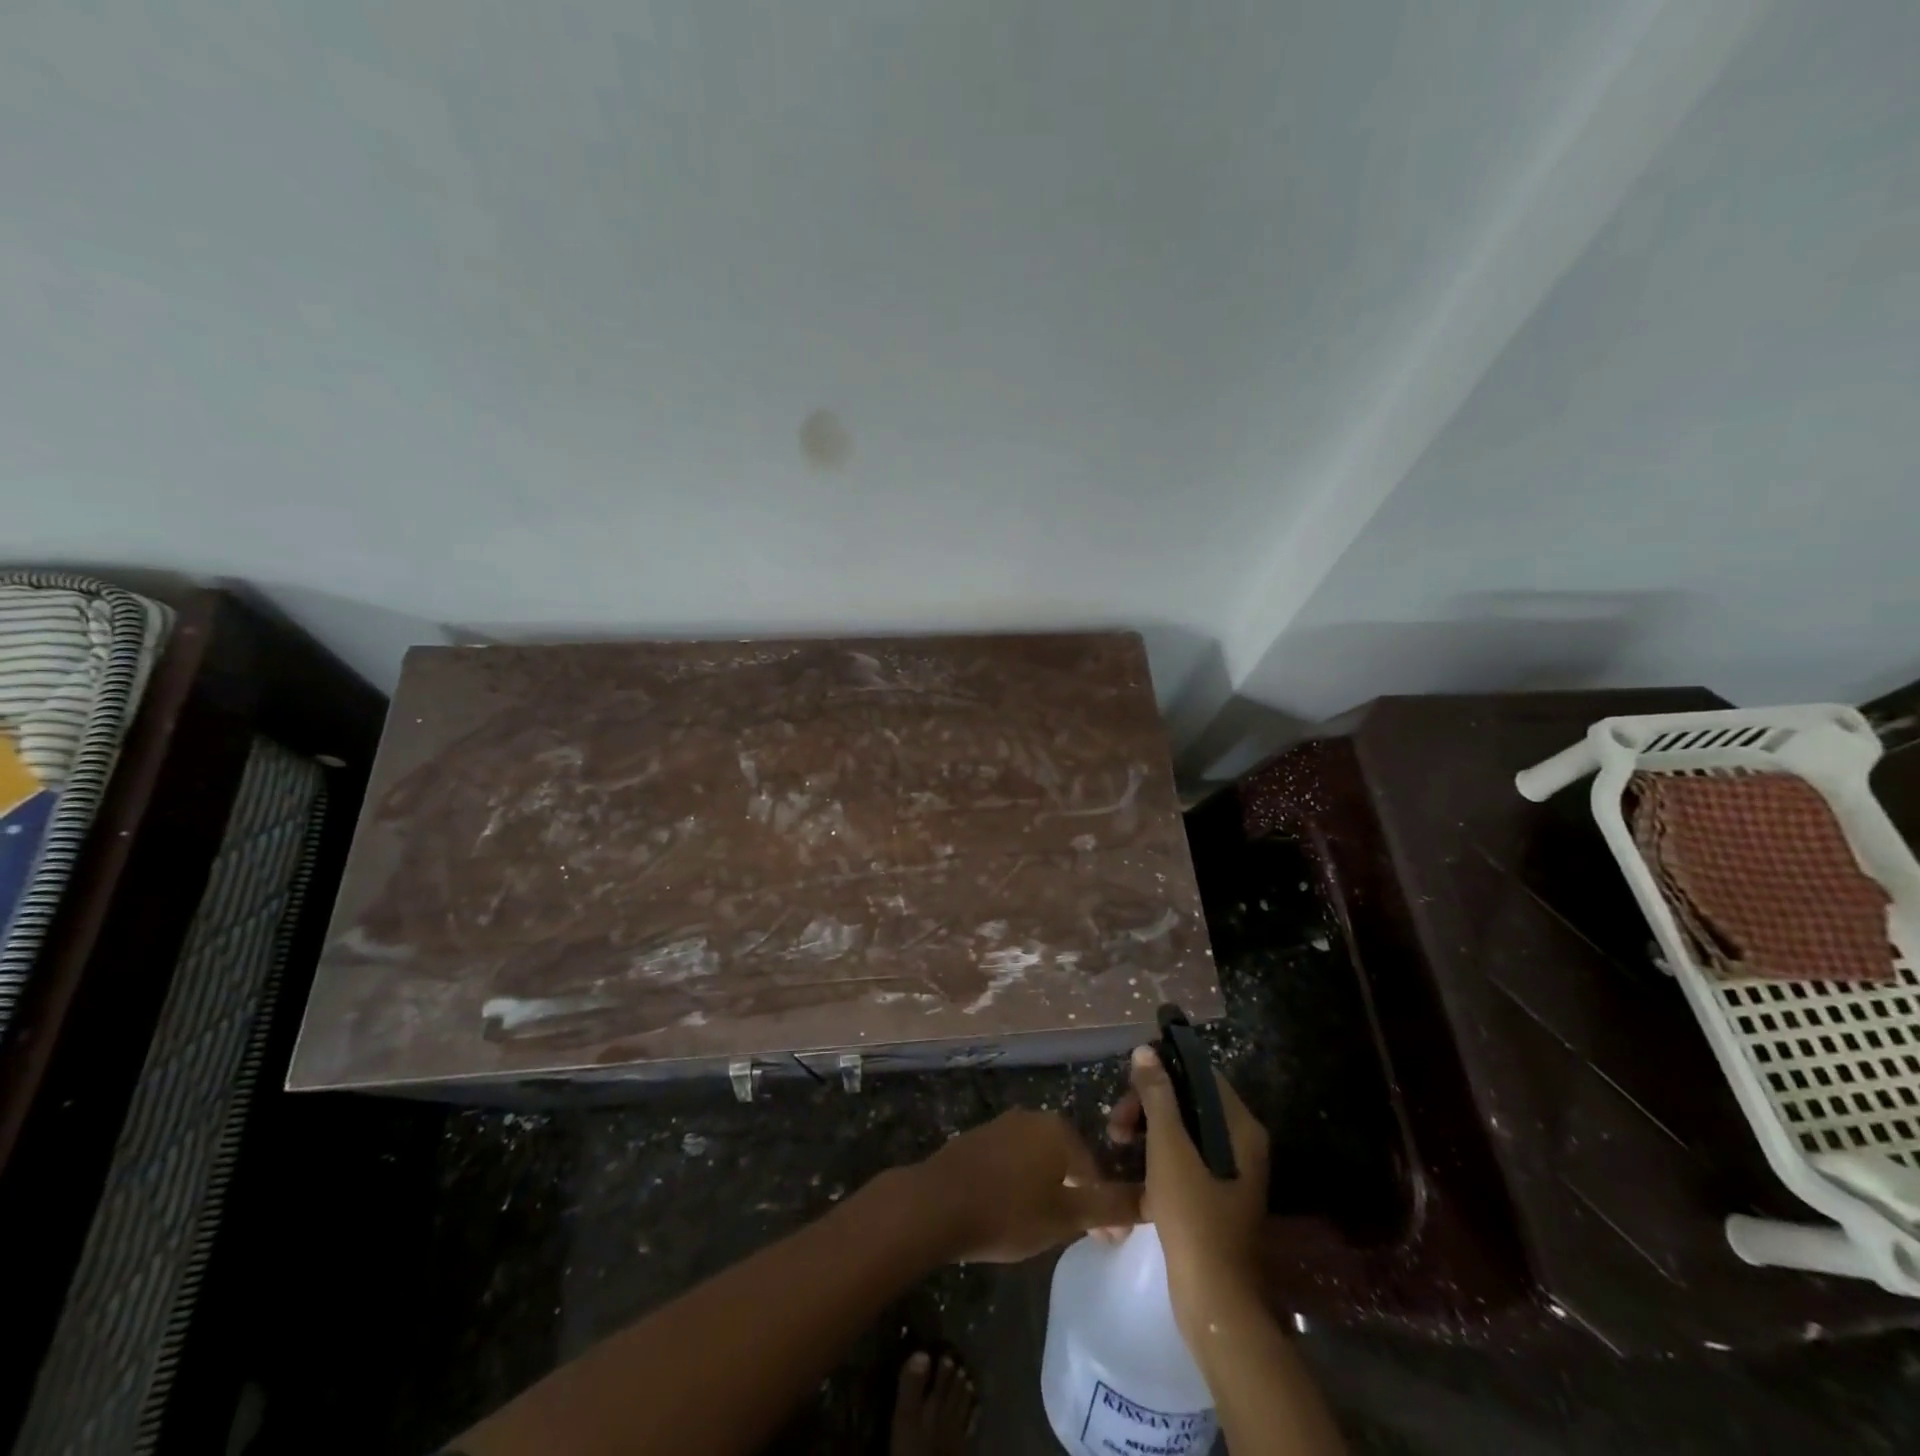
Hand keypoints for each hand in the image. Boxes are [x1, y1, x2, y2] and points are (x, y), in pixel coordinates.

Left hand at [903, 1109, 1141, 1263]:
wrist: (937, 1203)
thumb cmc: (1008, 1211)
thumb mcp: (1065, 1217)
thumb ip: (1109, 1207)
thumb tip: (1153, 1199)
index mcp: (1059, 1130)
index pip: (1095, 1171)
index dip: (1103, 1209)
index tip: (1105, 1242)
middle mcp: (1033, 1117)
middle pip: (1067, 1160)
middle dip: (1076, 1195)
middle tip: (1076, 1235)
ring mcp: (1003, 1125)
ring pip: (1039, 1160)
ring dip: (1047, 1188)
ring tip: (1043, 1225)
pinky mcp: (978, 1138)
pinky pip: (1013, 1161)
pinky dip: (1020, 1183)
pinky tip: (1012, 1210)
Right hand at [1107, 1045, 1269, 1340]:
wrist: (1213, 1299)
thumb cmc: (1193, 1214)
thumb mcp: (1169, 1147)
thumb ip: (1157, 1095)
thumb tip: (1146, 1050)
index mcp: (1240, 1126)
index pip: (1201, 1074)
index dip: (1163, 1071)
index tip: (1128, 1084)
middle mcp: (1241, 1143)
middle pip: (1189, 1102)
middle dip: (1148, 1105)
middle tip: (1116, 1124)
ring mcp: (1229, 1171)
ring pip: (1183, 1131)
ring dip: (1147, 1130)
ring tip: (1117, 1144)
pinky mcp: (1215, 1196)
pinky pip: (1184, 1158)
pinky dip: (1157, 1156)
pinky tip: (1131, 1169)